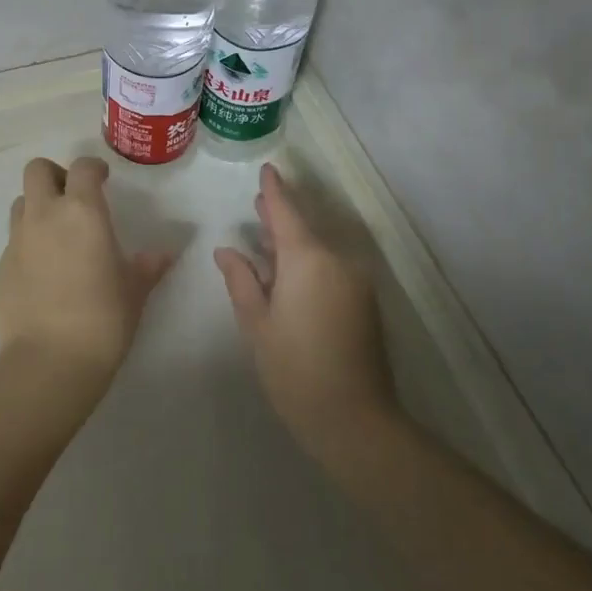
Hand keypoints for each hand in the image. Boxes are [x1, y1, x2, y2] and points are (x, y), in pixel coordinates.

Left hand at [0, 156, 176, 389]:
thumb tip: (164, 254)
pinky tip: (41, 276)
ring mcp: (16, 241)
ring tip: (56, 235)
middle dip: (54, 175)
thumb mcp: (134, 290)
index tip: (103, 180)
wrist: (49, 362)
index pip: (82, 167)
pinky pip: (12, 244)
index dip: (93, 168)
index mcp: (81, 211)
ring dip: (37, 208)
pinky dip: (27, 247)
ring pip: (21, 204)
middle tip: (71, 198)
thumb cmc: (103, 319)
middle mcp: (44, 215)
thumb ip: (148, 265)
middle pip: (36, 170)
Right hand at [215, 164, 399, 463]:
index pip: (286, 212)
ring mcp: (355, 281)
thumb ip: (241, 281)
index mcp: (308, 259)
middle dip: (281, 216)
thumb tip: (227, 251)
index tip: (267, 169)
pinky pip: (331, 268)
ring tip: (267, 241)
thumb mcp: (257, 324)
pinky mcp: (364, 302)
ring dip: (294, 244)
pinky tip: (288, 277)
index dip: (274, 190)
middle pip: (304, 228)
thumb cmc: (295, 369)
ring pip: (319, 250)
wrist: (356, 421)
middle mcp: (337, 260)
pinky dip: (309, 263)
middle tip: (258, 206)